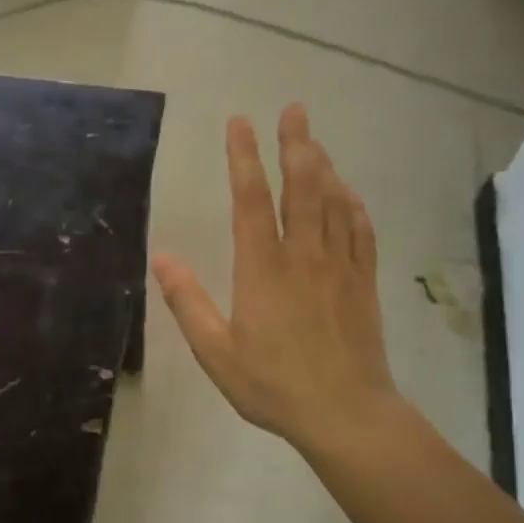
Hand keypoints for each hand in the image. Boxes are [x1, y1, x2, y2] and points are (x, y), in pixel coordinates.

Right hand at [152, 106, 396, 454]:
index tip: (239, 122)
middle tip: (294, 109)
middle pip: (301, 186)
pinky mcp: (363, 282)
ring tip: (313, 140)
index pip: (251, 199)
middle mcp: (303, 256)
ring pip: (333, 202)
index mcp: (262, 269)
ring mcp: (339, 266)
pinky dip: (352, 204)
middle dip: (296, 143)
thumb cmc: (273, 385)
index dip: (243, 157)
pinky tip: (347, 193)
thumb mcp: (216, 352)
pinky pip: (360, 231)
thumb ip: (187, 302)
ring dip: (323, 165)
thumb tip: (159, 257)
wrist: (345, 413)